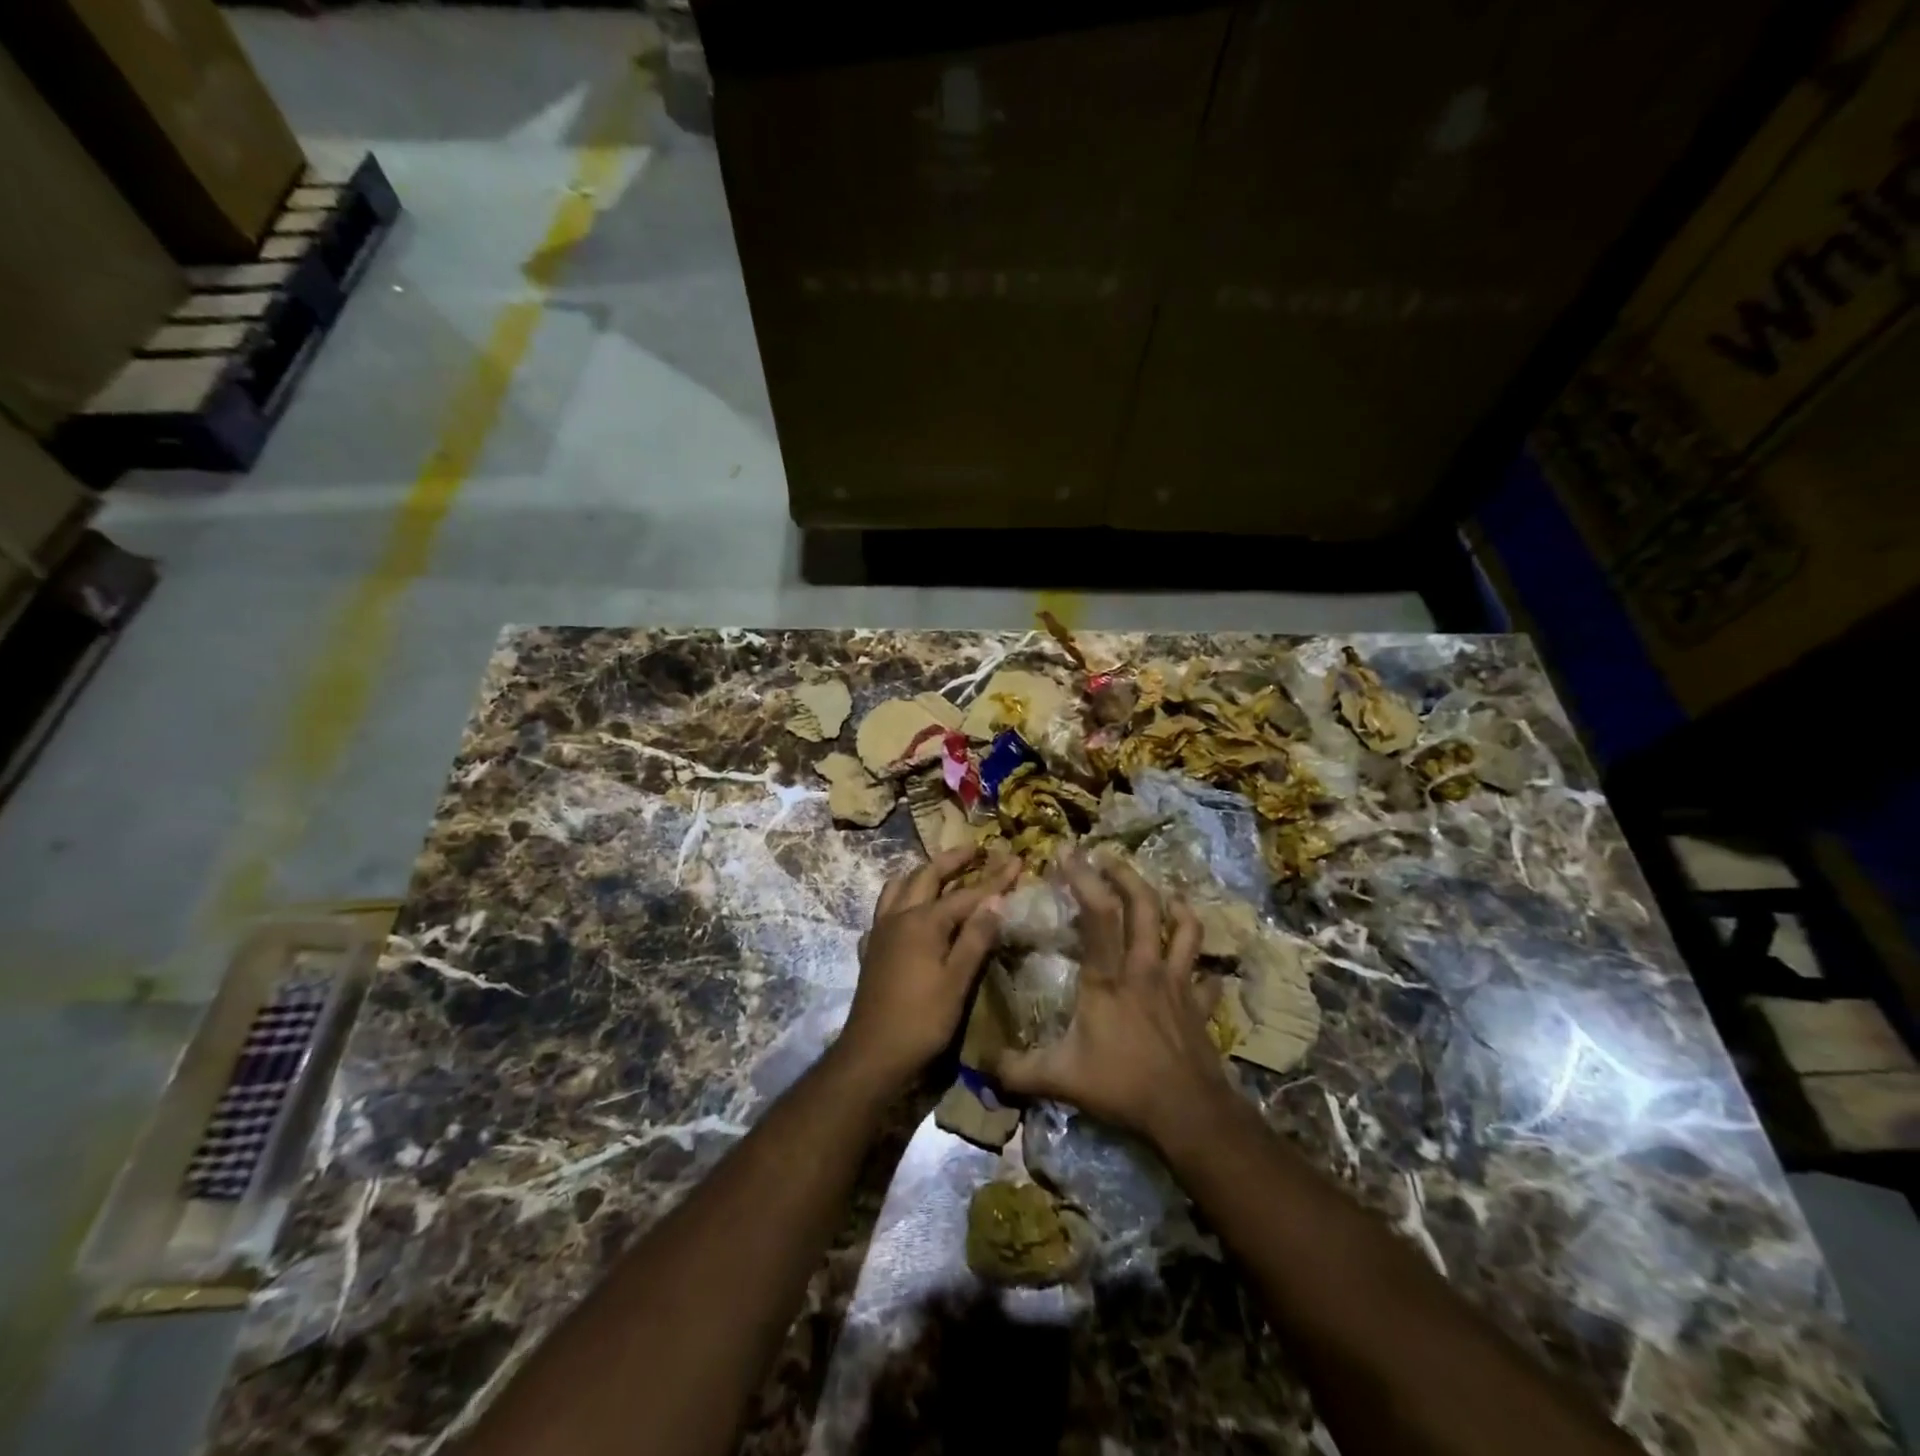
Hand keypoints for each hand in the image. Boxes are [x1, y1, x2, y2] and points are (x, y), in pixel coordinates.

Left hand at [835, 846, 1019, 1094]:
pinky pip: (883, 912)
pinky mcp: (871, 949)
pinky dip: (898, 901)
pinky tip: (906, 912)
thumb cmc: (921, 1020)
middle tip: (975, 849)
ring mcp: (880, 931)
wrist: (872, 1054)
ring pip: (898, 887)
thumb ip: (976, 938)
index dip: (994, 878)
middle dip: (952, 860)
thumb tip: (996, 900)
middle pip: (926, 876)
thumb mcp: (957, 981)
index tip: (1016, 859)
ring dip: (921, 874)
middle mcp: (899, 917)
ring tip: (938, 871)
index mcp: (923, 922)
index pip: (966, 893)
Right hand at [990, 851, 1230, 1150]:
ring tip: (1165, 894)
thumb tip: (985, 1065)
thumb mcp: (1060, 1078)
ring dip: (1176, 906)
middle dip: (1126, 875)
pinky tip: (1197, 967)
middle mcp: (1145, 969)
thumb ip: (1019, 1069)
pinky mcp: (1200, 1007)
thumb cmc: (1122, 1086)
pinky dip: (1202, 967)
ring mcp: (1178, 985)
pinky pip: (1206, 978)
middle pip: (1144, 906)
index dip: (1083, 877)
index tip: (1067, 852)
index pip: (1098, 913)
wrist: (1187, 1113)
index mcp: (1108, 977)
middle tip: (1108, 858)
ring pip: (1185, 930)